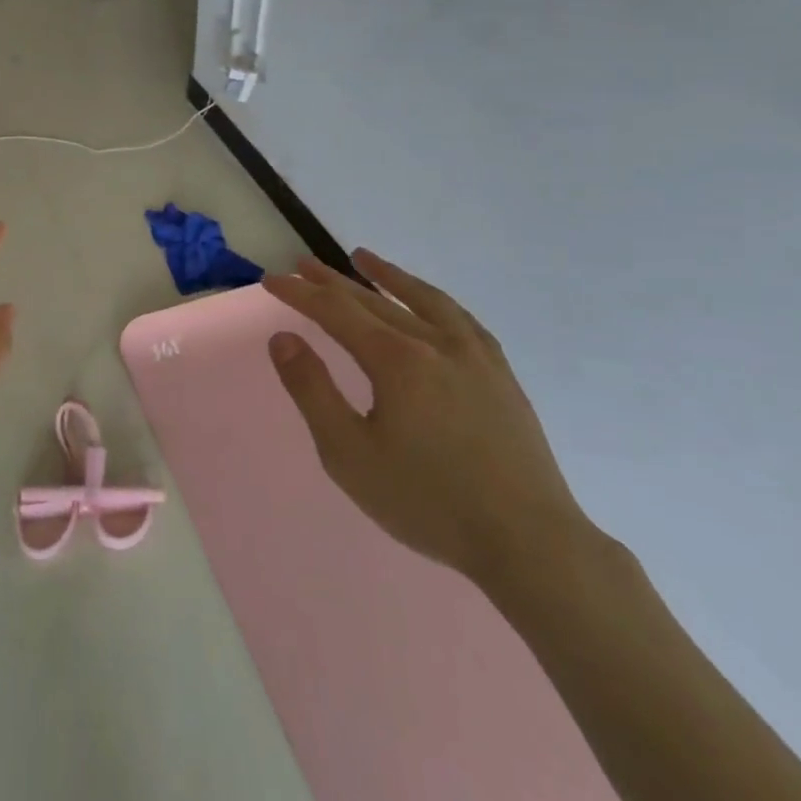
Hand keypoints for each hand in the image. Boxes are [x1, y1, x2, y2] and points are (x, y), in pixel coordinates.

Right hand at [264, 250, 589, 587]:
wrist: (528, 542)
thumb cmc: (427, 501)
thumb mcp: (349, 454)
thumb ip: (312, 390)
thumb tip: (282, 338)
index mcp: (396, 360)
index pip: (336, 311)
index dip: (300, 293)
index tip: (272, 280)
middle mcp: (435, 343)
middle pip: (373, 300)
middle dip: (332, 282)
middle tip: (302, 264)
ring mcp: (474, 356)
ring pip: (422, 300)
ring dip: (387, 276)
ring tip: (363, 258)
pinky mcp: (501, 374)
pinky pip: (461, 319)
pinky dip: (434, 300)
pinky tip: (428, 302)